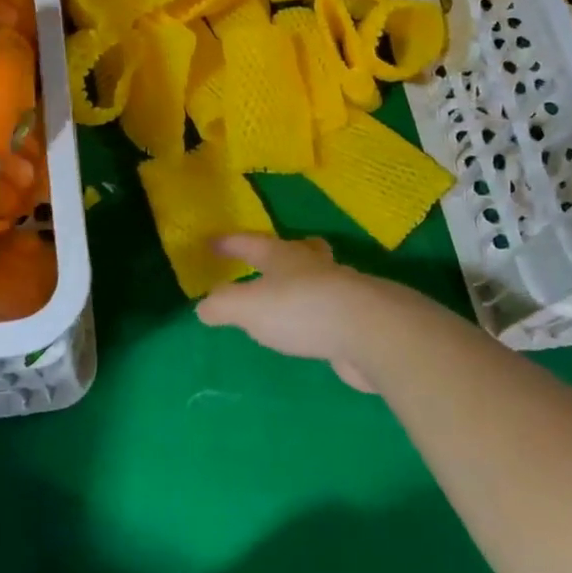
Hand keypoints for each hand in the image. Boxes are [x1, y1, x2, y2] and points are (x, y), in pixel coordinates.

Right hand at [195, 236, 410, 393]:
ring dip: (308, 280)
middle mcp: (312, 266)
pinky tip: (319, 326)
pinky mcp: (359, 317)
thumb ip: (222, 306)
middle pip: (300, 250)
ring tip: (296, 293)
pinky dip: (323, 311)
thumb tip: (203, 306)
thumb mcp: (248, 308)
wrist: (368, 331)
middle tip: (278, 253)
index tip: (213, 241)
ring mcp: (340, 289)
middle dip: (287, 251)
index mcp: (282, 256)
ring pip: (321, 276)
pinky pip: (335, 308)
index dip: (230, 243)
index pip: (250, 243)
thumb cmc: (300, 309)